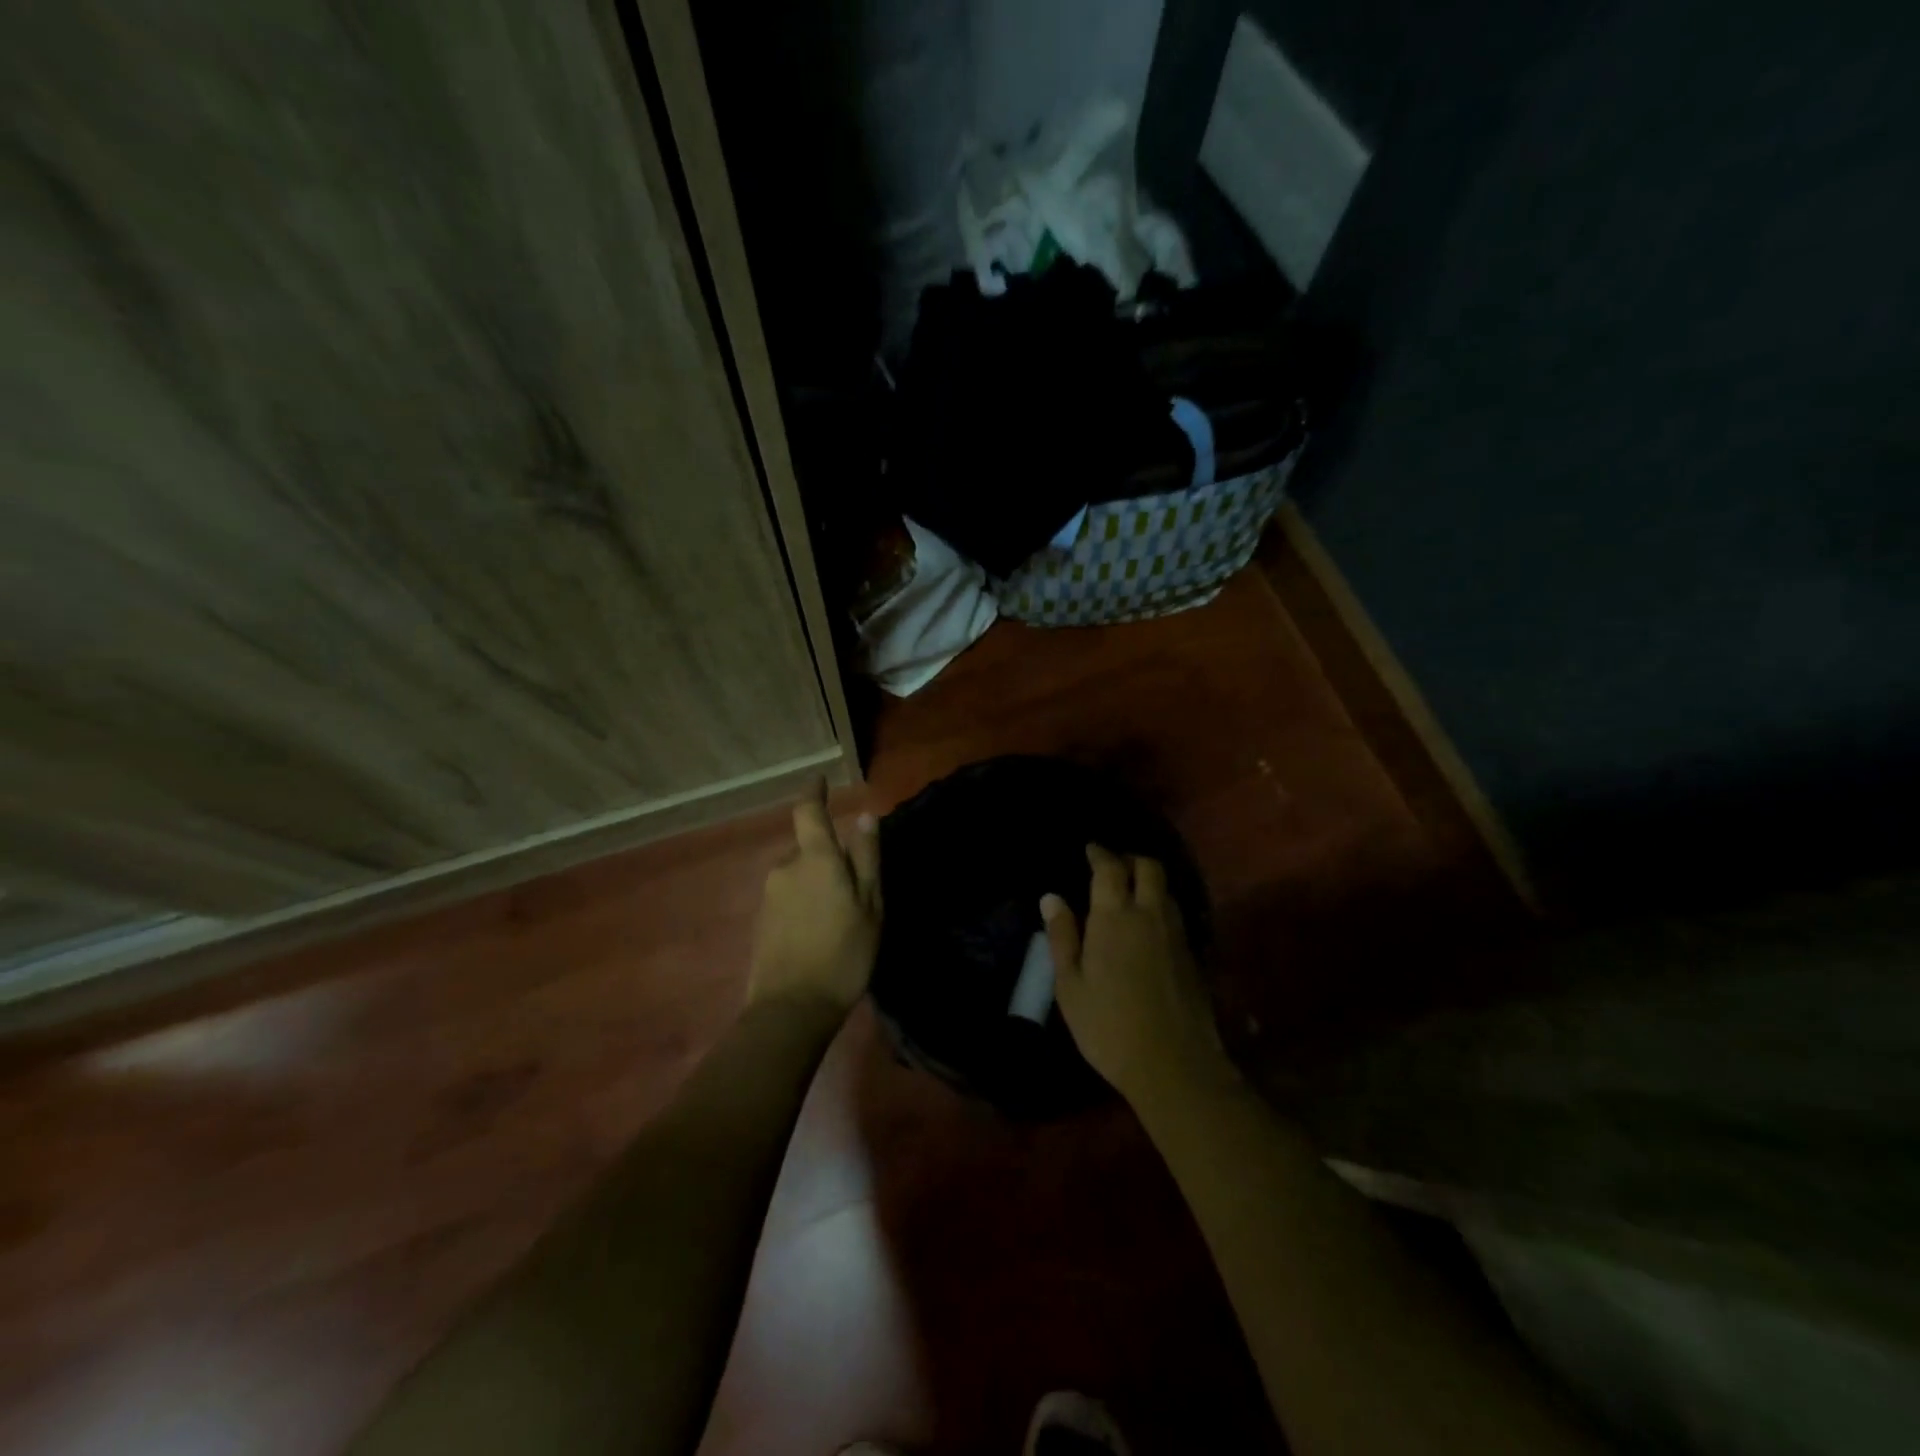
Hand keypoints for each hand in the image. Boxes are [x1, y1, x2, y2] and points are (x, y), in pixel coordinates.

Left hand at [747, 785, 881, 1018]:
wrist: (791, 1009)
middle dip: (828, 857)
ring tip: (841, 918)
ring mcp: (770, 894)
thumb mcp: (870, 906)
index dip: (813, 792)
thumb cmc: (843, 954)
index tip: (820, 780)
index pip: (808, 811)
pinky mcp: (762, 918)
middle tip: (856, 890)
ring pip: (800, 874)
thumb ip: (866, 859)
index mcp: (815, 859)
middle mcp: (786, 867)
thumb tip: (865, 817)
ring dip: (818, 883)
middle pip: (809, 847)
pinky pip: (789, 896)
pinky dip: (805, 903)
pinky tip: (820, 932)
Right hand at [1043, 844, 1225, 1104]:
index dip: (1100, 853)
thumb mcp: (1071, 986)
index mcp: (1115, 917)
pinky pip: (1175, 914)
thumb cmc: (1109, 1026)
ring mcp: (1176, 934)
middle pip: (1149, 867)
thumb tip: (1051, 898)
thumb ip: (1062, 937)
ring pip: (1166, 890)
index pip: (1111, 868)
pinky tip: (1146, 926)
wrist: (1174, 1066)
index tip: (1090, 849)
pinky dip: (1159, 906)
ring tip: (1128, 893)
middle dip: (1130, 859)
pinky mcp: (1192, 955)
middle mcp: (1150, 915)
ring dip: (1148, 881)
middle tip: (1111, 867)